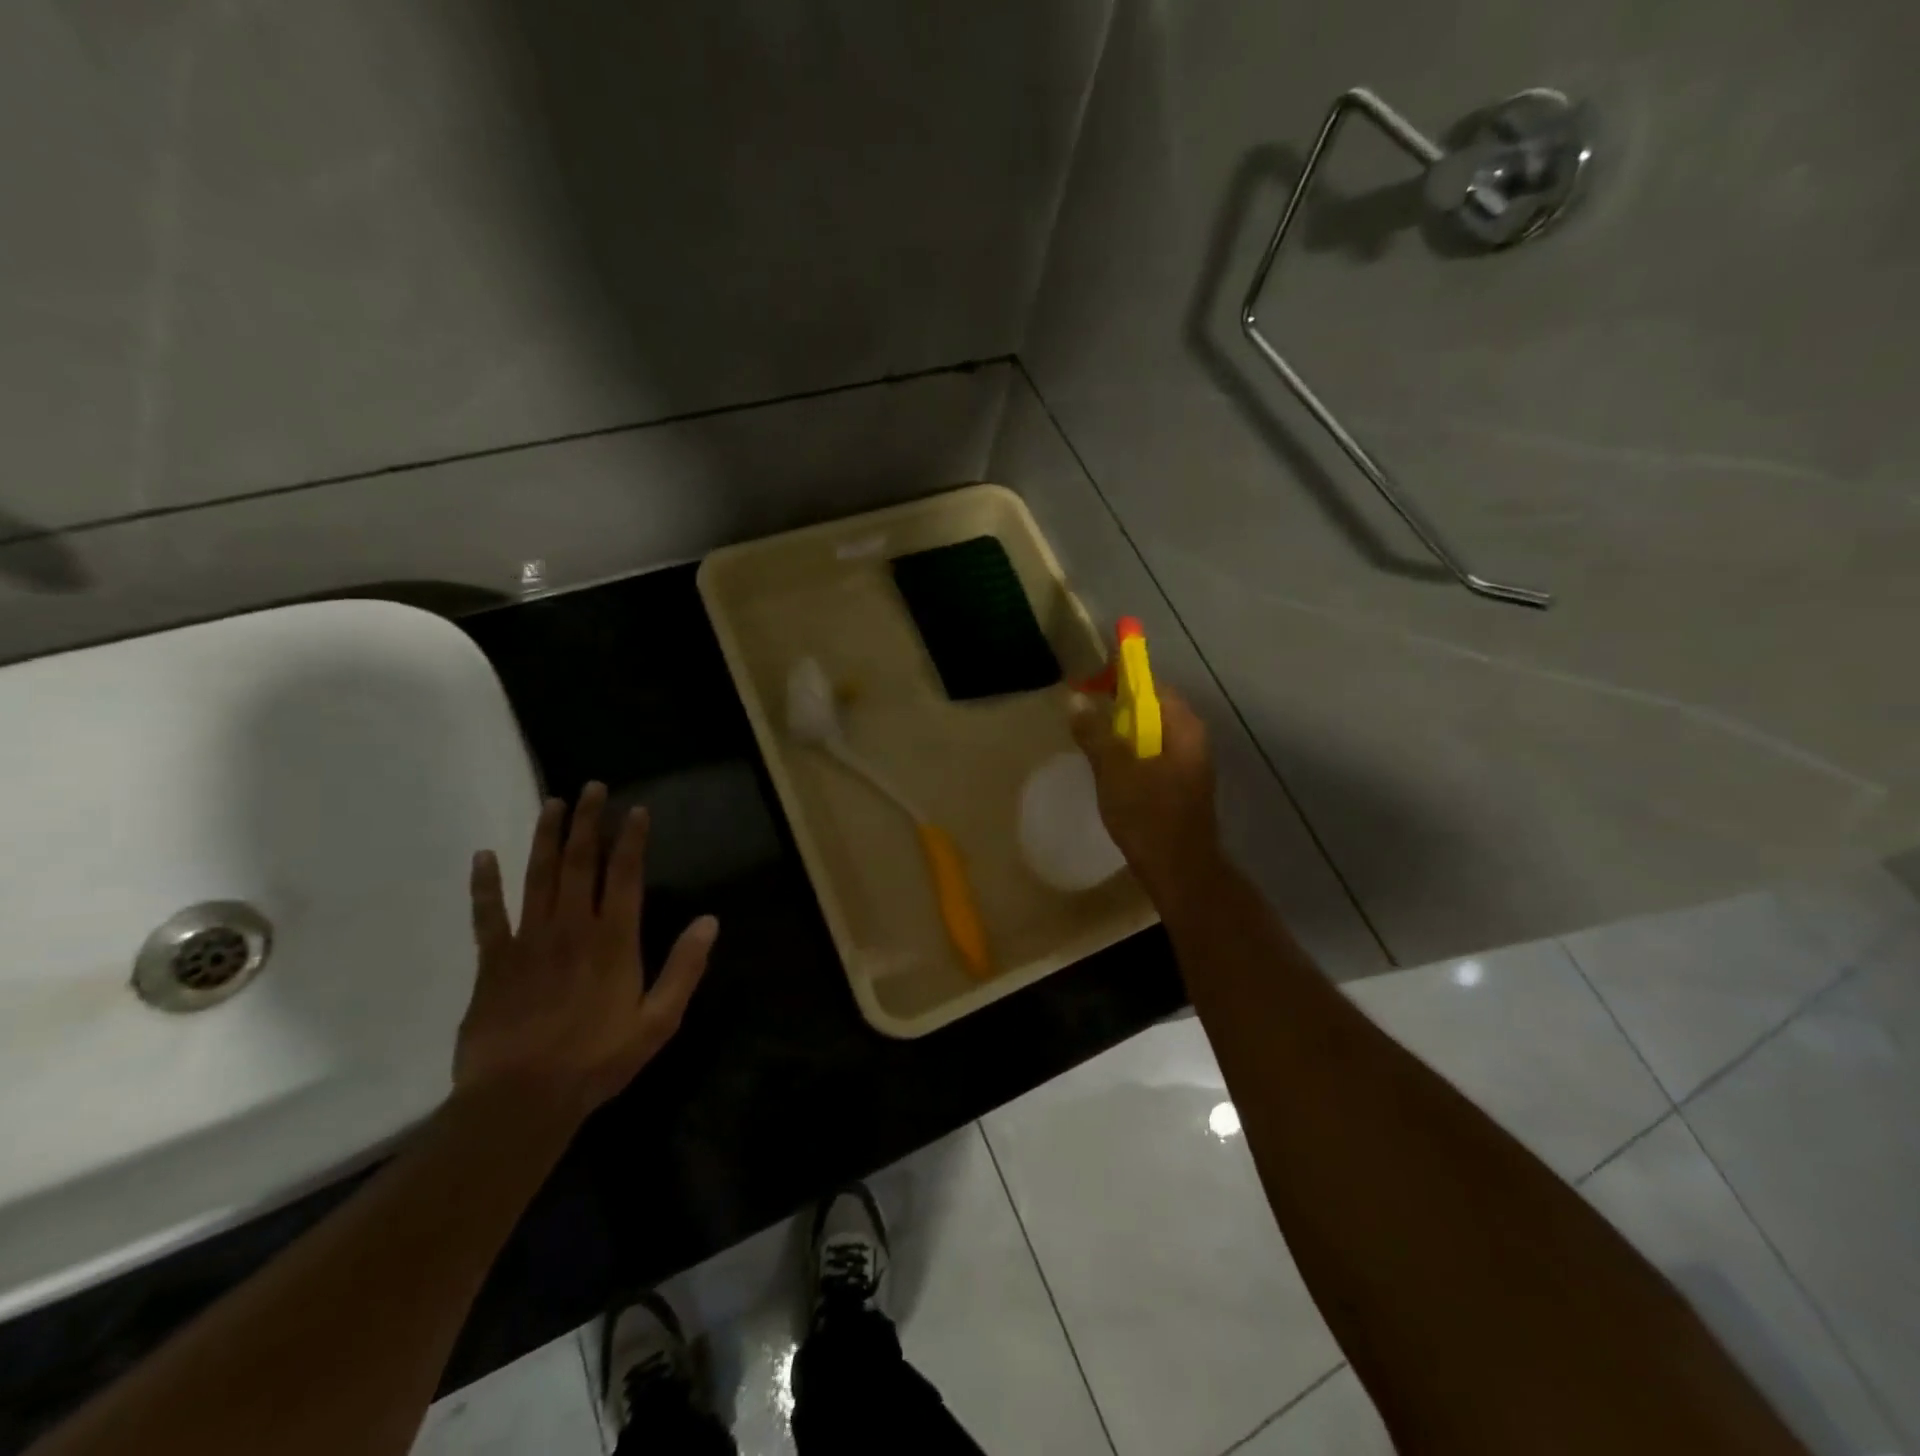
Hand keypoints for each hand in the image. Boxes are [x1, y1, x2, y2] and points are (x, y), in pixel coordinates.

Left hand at [456, 782, 717, 1121]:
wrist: (520, 1100)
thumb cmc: (597, 1060)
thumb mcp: (658, 1021)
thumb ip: (684, 968)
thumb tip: (709, 921)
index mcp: (614, 941)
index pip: (625, 876)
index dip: (631, 840)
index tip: (635, 810)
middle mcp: (571, 928)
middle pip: (580, 863)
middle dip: (588, 823)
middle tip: (592, 788)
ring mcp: (528, 941)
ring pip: (538, 876)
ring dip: (546, 837)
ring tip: (552, 804)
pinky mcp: (493, 962)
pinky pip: (488, 914)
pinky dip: (485, 884)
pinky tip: (483, 857)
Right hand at [1070, 686, 1222, 899]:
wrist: (1179, 871)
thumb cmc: (1148, 815)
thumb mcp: (1114, 770)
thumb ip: (1095, 733)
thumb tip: (1076, 700)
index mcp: (1182, 727)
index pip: (1152, 685)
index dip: (1120, 677)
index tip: (1089, 680)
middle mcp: (1192, 738)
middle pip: (1152, 708)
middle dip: (1118, 706)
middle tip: (1084, 711)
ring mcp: (1189, 763)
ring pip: (1151, 734)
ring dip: (1123, 732)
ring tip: (1091, 737)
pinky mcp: (1181, 785)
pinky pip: (1153, 755)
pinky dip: (1132, 753)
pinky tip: (1109, 767)